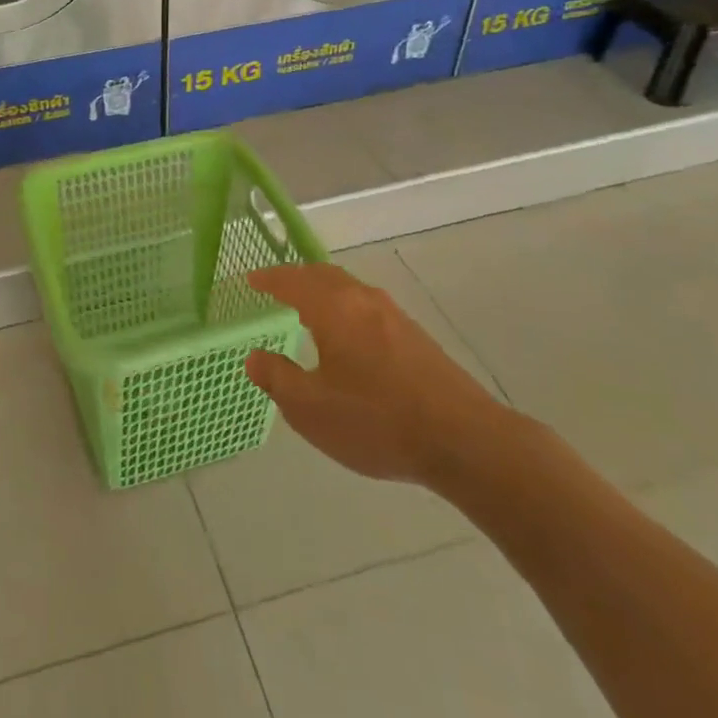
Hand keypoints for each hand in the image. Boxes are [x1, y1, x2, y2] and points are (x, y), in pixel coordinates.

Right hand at [245, 263, 507, 489]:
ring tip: (308, 311)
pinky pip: (369, 309)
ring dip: (324, 293)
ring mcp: (395, 317)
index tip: (251, 279)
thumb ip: (277, 378)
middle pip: (324, 276)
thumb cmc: (377, 421)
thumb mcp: (311, 409)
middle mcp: (364, 301)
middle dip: (297, 278)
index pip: (292, 281)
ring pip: (350, 291)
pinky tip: (348, 339)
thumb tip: (255, 357)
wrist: (466, 442)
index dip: (269, 279)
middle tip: (276, 288)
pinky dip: (346, 310)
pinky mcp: (417, 338)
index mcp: (334, 308)